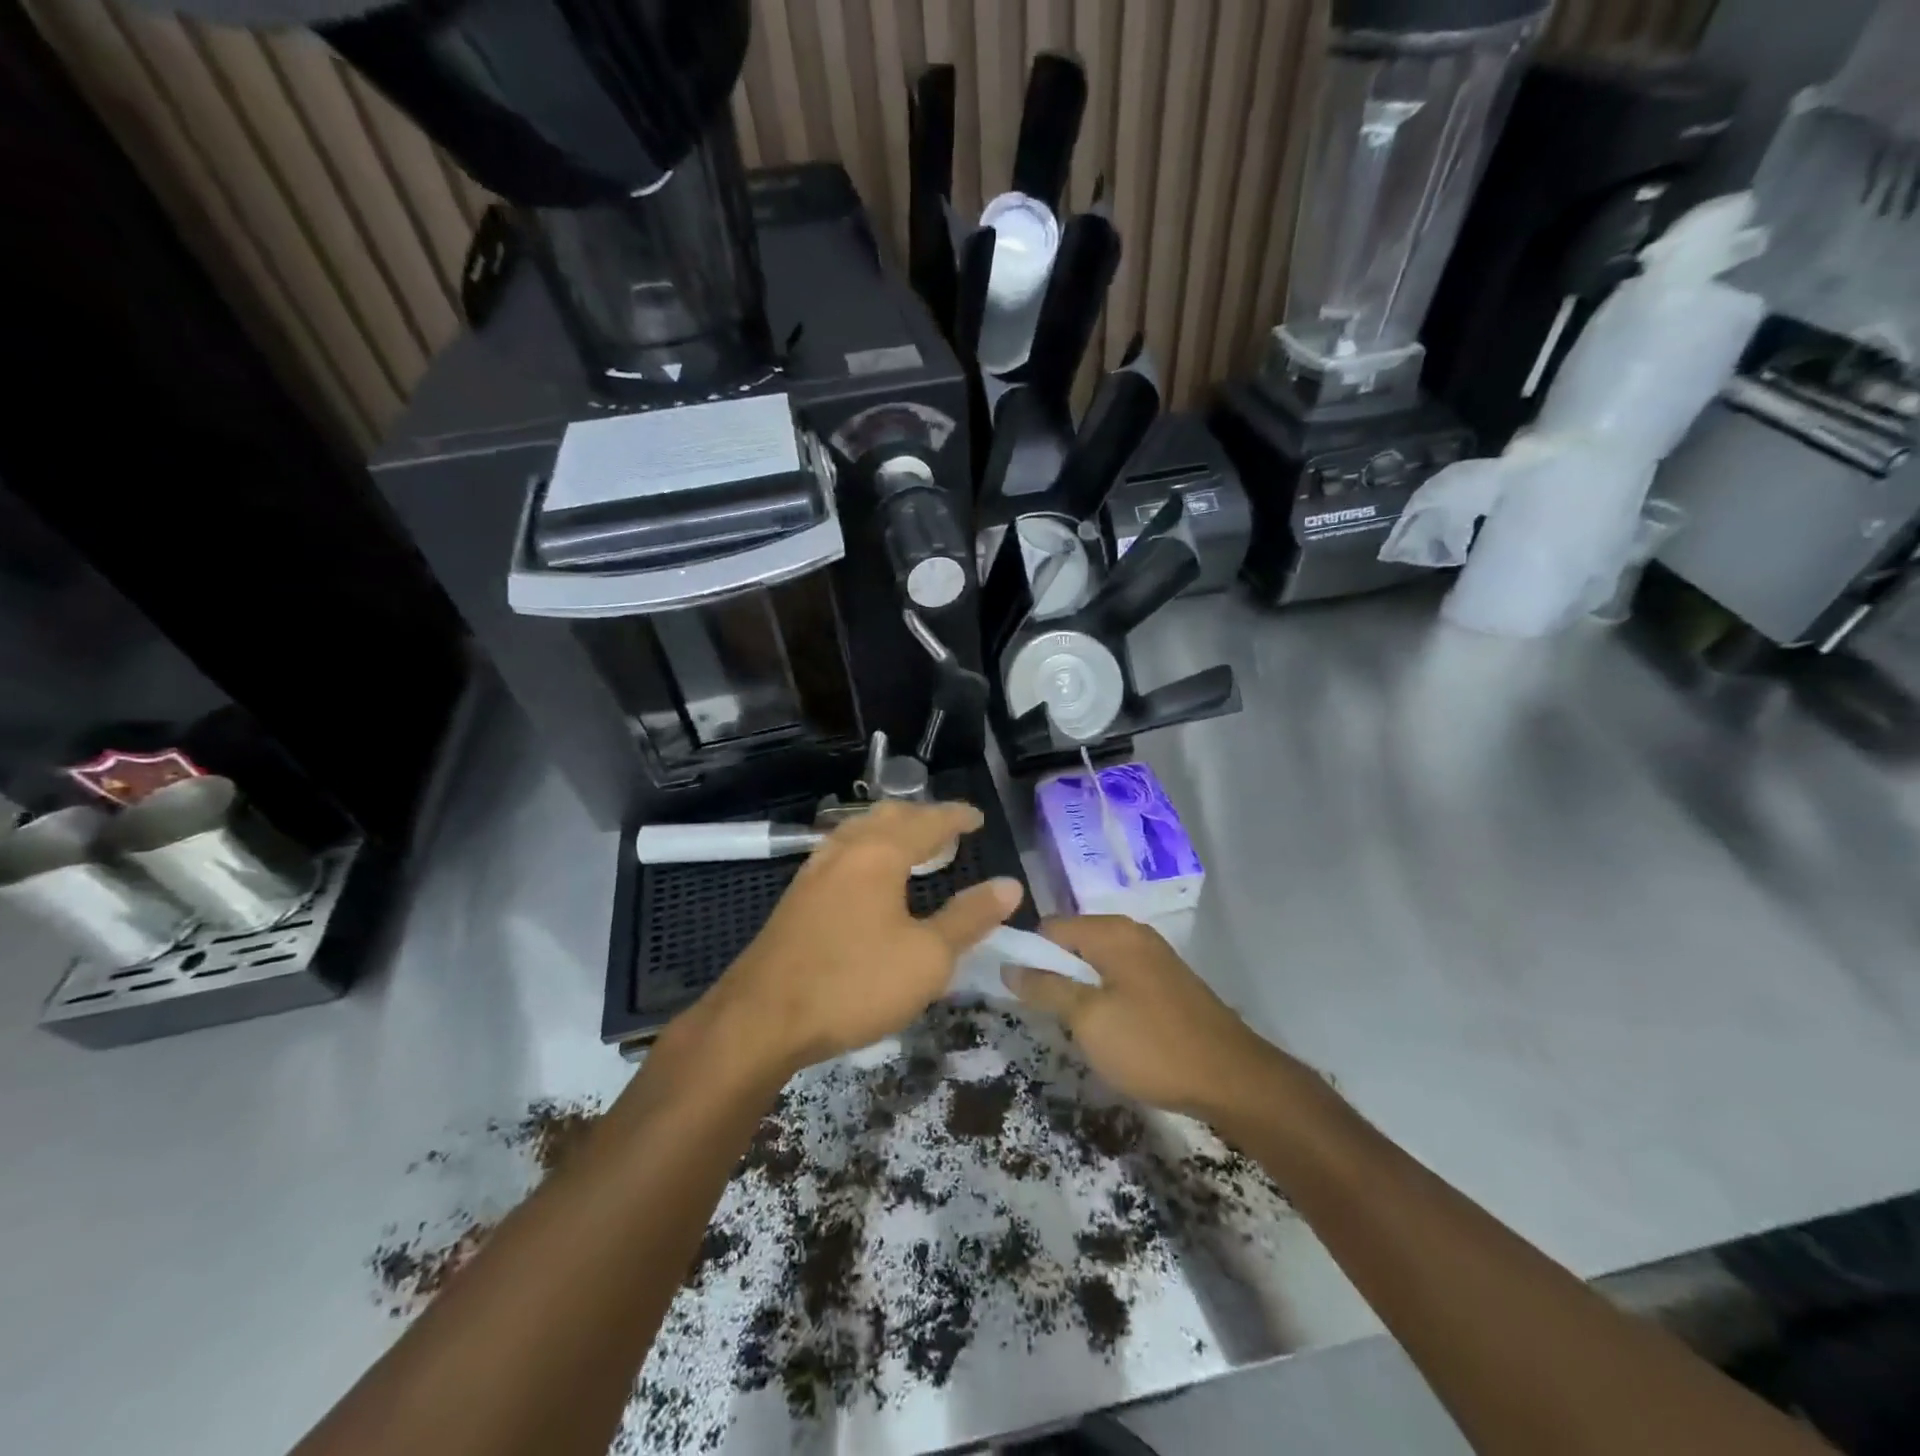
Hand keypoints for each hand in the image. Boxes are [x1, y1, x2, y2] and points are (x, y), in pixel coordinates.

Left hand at [707, 801, 1023, 1073]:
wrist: (760, 1019)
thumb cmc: (854, 983)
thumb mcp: (927, 957)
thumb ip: (969, 918)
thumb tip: (1010, 885)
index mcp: (879, 853)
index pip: (927, 821)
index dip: (956, 817)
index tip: (978, 818)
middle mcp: (845, 850)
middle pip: (888, 817)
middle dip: (922, 817)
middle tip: (948, 830)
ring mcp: (814, 871)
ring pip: (859, 832)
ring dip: (890, 831)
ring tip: (912, 847)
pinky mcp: (796, 897)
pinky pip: (841, 854)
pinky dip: (867, 850)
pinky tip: (868, 878)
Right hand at [1004, 915, 1286, 1120]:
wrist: (1233, 1079)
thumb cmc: (1152, 1045)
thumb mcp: (1088, 1019)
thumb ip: (1045, 988)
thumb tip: (1009, 966)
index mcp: (1112, 932)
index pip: (1049, 927)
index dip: (1028, 955)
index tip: (1018, 992)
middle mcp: (1132, 933)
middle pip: (1073, 942)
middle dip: (1054, 974)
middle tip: (1045, 1015)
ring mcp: (1153, 956)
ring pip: (1096, 963)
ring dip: (1079, 990)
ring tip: (1075, 1027)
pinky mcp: (1167, 982)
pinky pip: (1119, 978)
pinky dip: (1104, 998)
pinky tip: (1108, 1032)